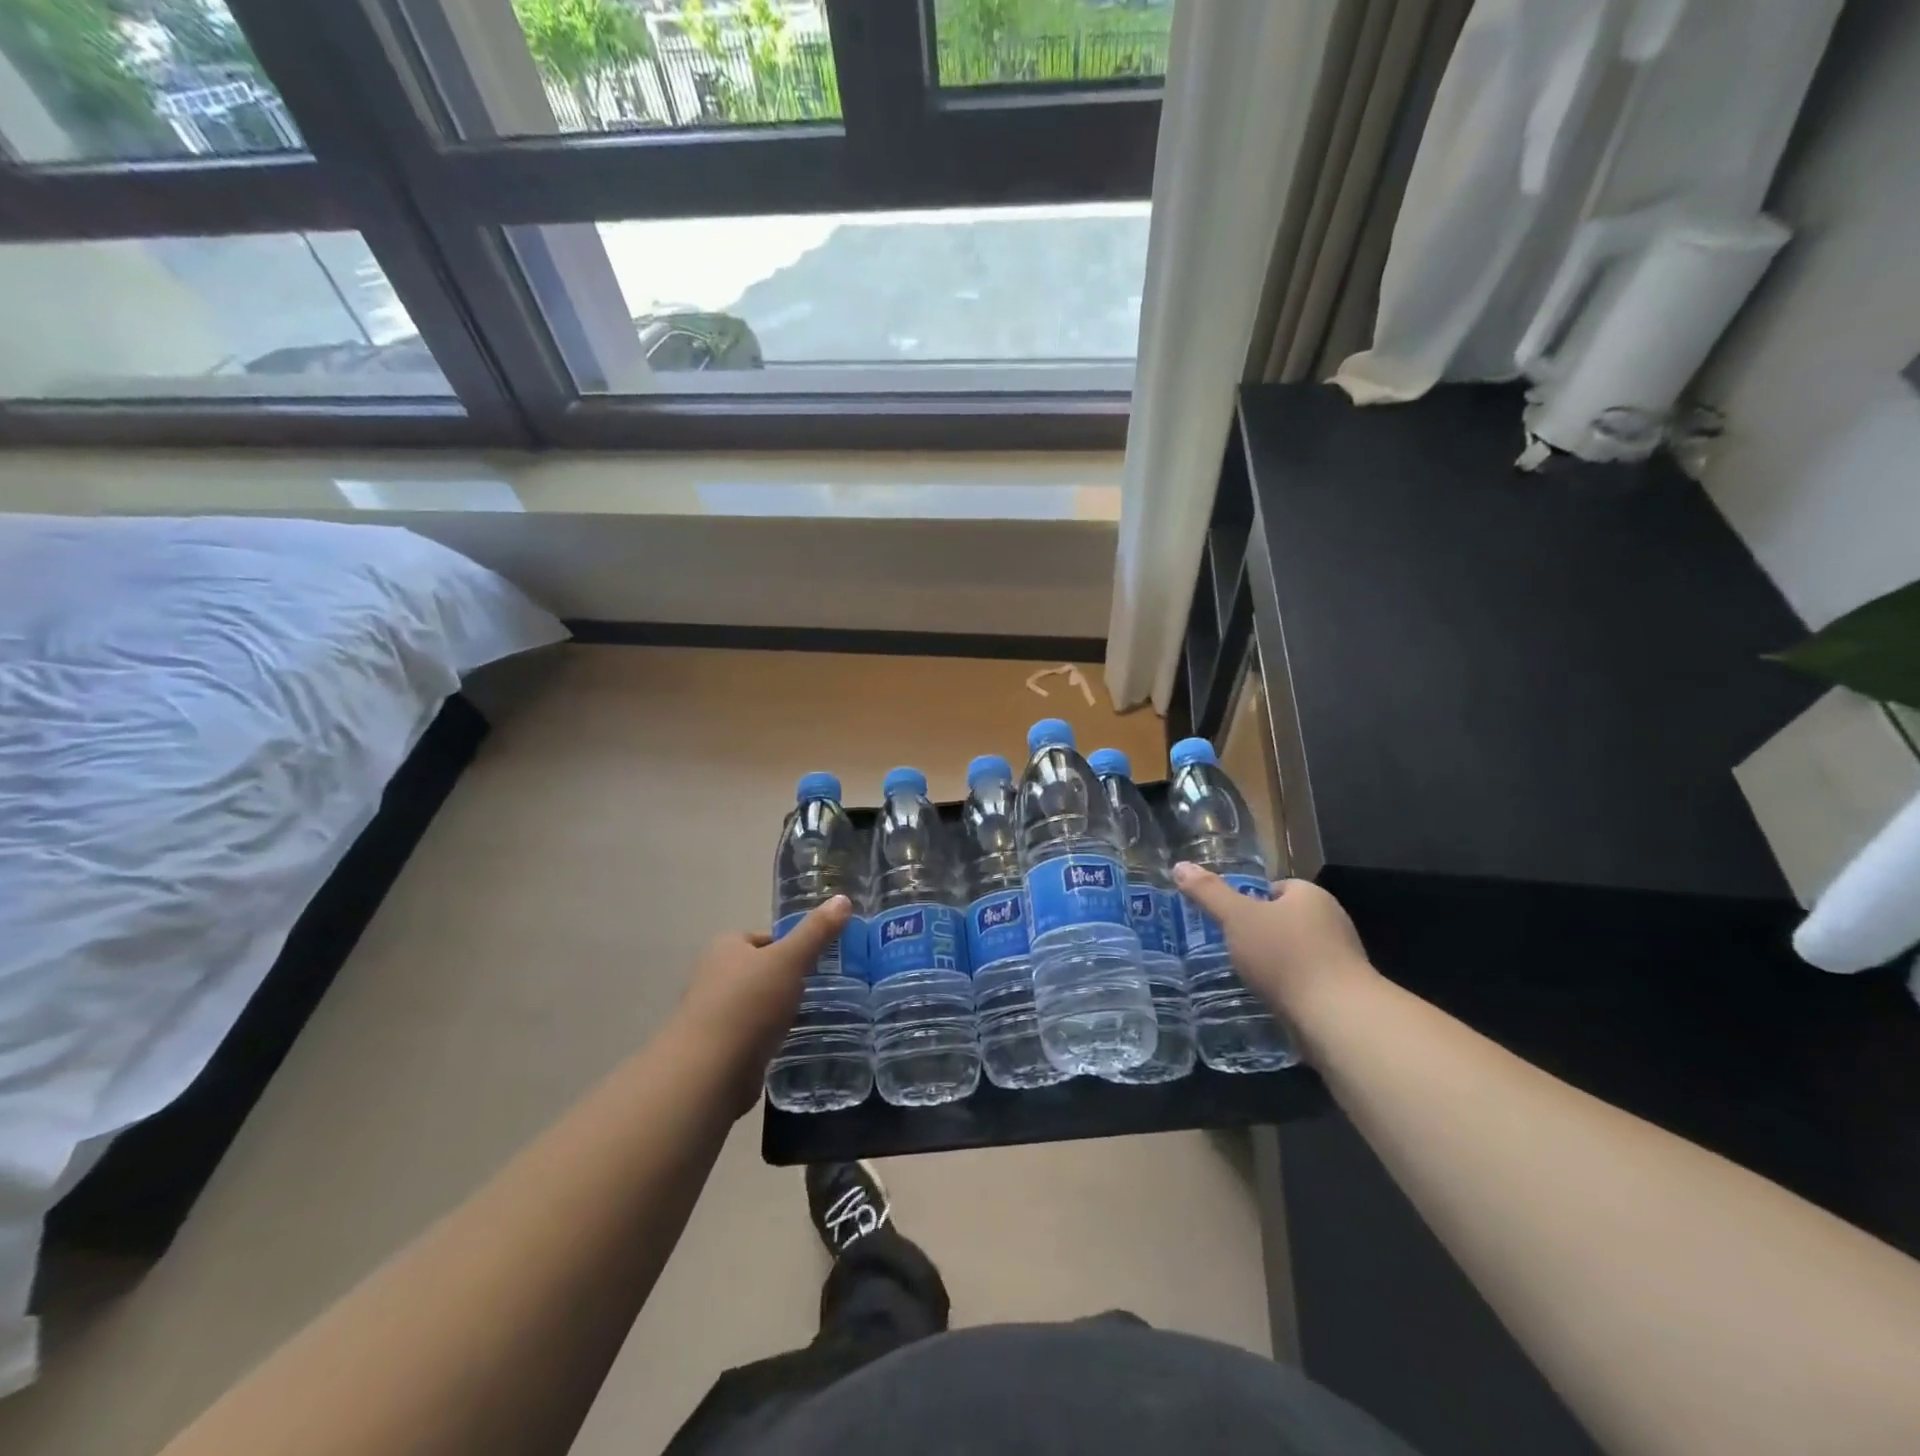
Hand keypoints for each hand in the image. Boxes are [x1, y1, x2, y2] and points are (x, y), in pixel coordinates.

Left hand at [673, 895, 852, 1117]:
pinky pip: (751, 1035)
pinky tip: (788, 1044)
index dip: (792, 946)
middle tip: (819, 989)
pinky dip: (768, 1037)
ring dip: (777, 1011)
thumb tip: (843, 898)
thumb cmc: (748, 1005)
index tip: (818, 961)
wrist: (708, 1073)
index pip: (765, 938)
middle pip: (760, 970)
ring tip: (809, 1017)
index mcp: (726, 947)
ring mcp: (713, 1015)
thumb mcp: (790, 960)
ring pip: (756, 1004)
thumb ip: (816, 931)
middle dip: (786, 980)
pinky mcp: (718, 1049)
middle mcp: (714, 976)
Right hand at [1170, 865, 1374, 1032]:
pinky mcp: (1342, 993)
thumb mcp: (1237, 918)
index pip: (1276, 888)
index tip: (1228, 919)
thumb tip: (1179, 866)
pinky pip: (1307, 982)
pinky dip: (1288, 988)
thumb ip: (1209, 893)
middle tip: (1231, 947)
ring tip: (1246, 975)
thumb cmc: (1286, 956)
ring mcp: (1341, 959)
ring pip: (1297, 952)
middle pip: (1286, 920)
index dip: (1251, 900)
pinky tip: (1270, 999)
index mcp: (1311, 896)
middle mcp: (1332, 921)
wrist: (1337, 1018)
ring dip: (1275, 963)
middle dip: (1261, 933)